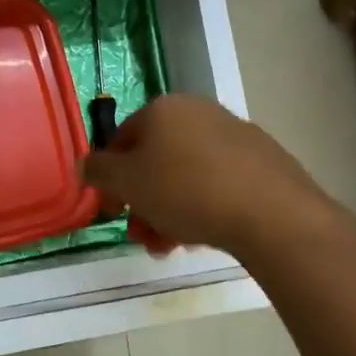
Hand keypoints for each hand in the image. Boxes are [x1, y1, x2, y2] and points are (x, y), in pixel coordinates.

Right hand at [82, 95, 338, 257]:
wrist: (270, 212)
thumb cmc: (186, 190)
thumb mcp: (128, 183)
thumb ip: (99, 172)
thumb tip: (85, 164)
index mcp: (163, 108)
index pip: (120, 140)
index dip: (110, 178)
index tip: (114, 212)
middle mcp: (198, 111)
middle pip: (155, 161)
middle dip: (143, 202)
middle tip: (144, 236)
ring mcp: (233, 134)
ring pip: (185, 175)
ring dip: (169, 211)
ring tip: (172, 246)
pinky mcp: (261, 159)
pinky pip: (217, 182)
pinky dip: (202, 205)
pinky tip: (203, 234)